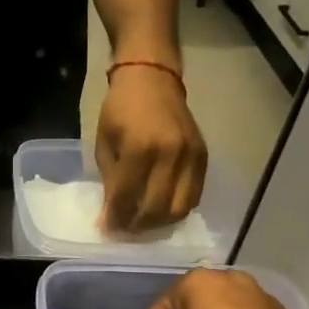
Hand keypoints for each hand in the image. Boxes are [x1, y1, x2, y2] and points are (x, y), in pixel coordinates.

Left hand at [96, 64, 207, 231]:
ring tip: (143, 221)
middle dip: (137, 226)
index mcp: (140, 148)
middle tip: (125, 230)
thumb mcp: (105, 143)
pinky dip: (177, 209)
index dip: (116, 219)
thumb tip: (110, 217)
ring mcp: (191, 156)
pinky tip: (162, 208)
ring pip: (179, 209)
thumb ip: (110, 180)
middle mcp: (170, 154)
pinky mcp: (204, 157)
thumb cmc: (121, 109)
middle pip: (156, 209)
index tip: (107, 230)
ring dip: (159, 222)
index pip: (128, 198)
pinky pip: (194, 196)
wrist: (152, 78)